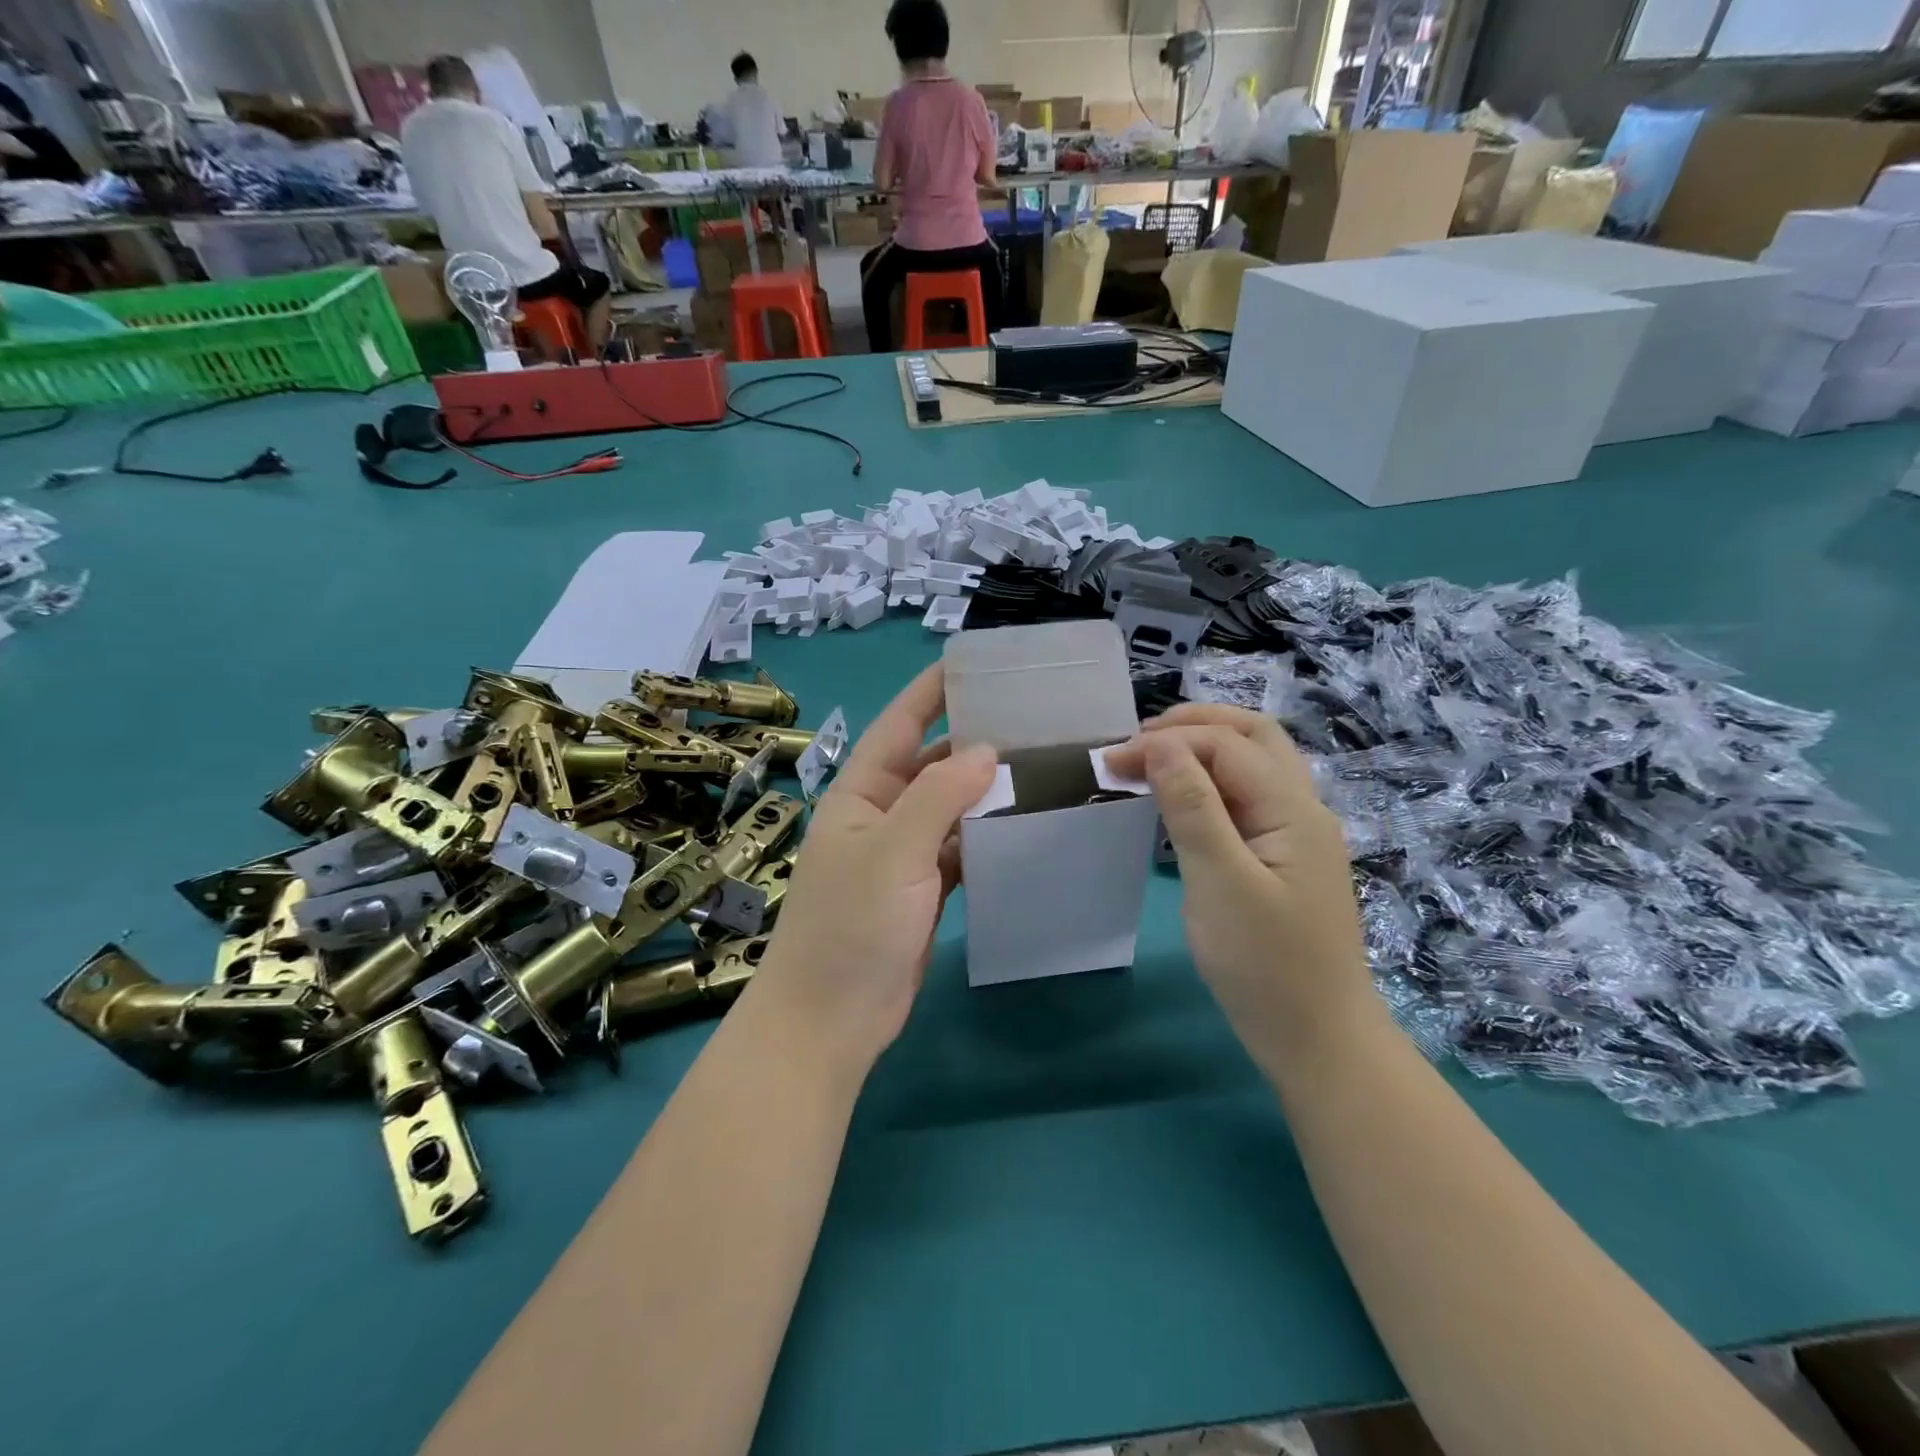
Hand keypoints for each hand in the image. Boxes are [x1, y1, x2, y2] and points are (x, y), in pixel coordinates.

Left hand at [756, 664, 997, 1073]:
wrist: (831, 1020)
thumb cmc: (851, 926)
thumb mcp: (893, 852)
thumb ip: (938, 796)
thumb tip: (986, 750)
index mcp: (862, 792)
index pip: (900, 724)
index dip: (932, 691)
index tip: (976, 663)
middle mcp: (881, 814)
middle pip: (931, 763)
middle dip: (973, 740)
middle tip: (1032, 718)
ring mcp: (903, 854)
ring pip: (951, 807)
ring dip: (986, 789)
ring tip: (1041, 764)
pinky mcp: (923, 890)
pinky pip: (960, 848)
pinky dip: (987, 835)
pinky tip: (1024, 824)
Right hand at [1104, 704, 1375, 1060]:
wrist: (1318, 1040)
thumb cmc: (1266, 966)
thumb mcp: (1220, 883)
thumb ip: (1193, 808)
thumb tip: (1161, 745)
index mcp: (1292, 809)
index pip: (1226, 745)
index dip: (1167, 742)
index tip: (1112, 762)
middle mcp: (1302, 808)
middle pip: (1253, 736)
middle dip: (1194, 725)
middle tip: (1139, 740)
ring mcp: (1297, 833)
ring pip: (1254, 763)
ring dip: (1204, 748)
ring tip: (1153, 759)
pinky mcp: (1284, 858)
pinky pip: (1248, 798)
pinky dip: (1212, 782)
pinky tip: (1182, 800)